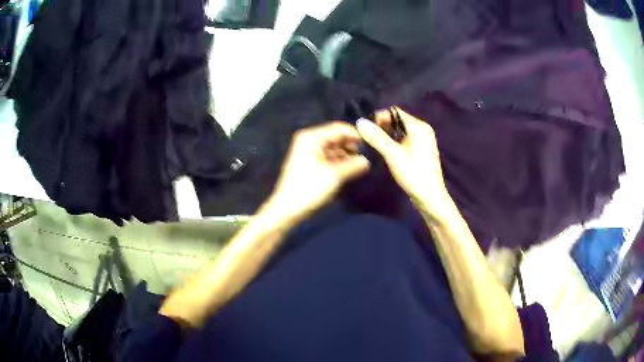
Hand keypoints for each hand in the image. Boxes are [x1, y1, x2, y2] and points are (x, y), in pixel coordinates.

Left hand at [267, 122, 369, 220]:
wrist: (287, 209)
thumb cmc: (309, 189)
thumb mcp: (334, 176)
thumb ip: (353, 165)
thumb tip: (367, 161)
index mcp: (312, 137)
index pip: (339, 128)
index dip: (356, 135)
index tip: (372, 145)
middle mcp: (309, 140)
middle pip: (336, 137)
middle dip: (352, 146)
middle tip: (369, 156)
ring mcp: (308, 152)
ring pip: (333, 148)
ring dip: (347, 155)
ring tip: (362, 164)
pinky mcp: (309, 163)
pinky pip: (328, 157)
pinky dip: (339, 161)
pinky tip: (350, 169)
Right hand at [356, 107, 449, 213]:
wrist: (430, 198)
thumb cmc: (414, 176)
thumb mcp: (393, 155)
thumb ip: (377, 138)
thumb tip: (360, 122)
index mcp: (419, 126)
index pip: (394, 112)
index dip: (379, 117)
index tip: (366, 129)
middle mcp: (422, 129)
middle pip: (397, 120)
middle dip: (381, 126)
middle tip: (367, 138)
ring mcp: (423, 140)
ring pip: (399, 130)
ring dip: (386, 135)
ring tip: (373, 145)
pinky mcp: (421, 149)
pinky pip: (404, 139)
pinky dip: (393, 142)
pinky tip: (385, 151)